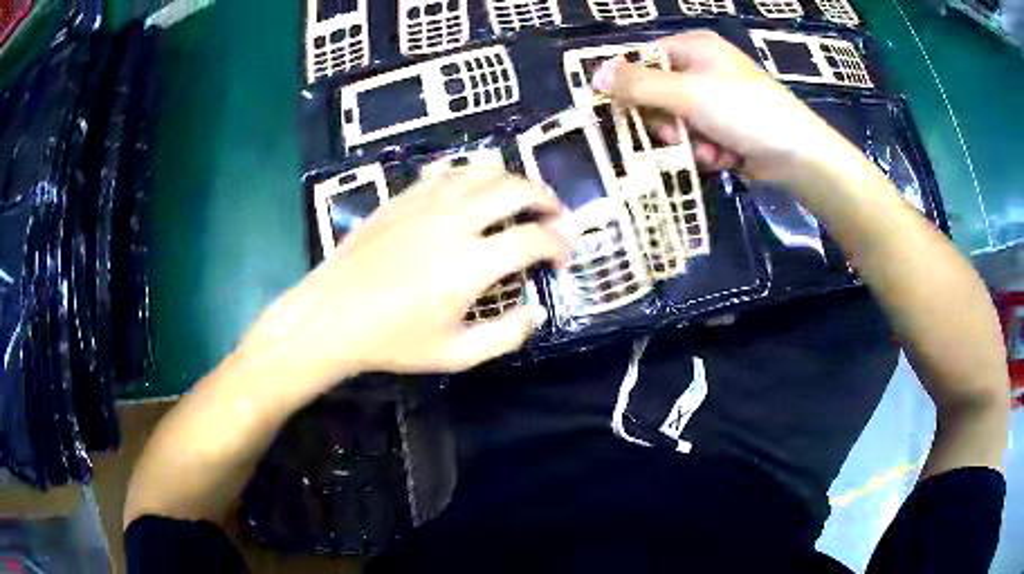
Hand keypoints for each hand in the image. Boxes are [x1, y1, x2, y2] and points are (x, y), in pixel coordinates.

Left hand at [243, 167, 569, 392]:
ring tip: (522, 196)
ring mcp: (425, 204)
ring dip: (512, 179)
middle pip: (513, 189)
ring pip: (481, 170)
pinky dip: (471, 174)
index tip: (563, 256)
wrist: (330, 317)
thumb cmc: (392, 341)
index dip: (558, 244)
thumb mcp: (455, 355)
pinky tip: (474, 188)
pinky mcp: (402, 198)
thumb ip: (505, 335)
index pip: (533, 239)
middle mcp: (452, 222)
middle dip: (545, 198)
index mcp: (469, 264)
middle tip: (555, 214)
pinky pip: (446, 172)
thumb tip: (536, 311)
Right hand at [591, 30, 849, 182]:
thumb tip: (594, 75)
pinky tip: (724, 156)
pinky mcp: (725, 127)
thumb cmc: (743, 110)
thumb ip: (638, 85)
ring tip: (710, 149)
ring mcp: (715, 100)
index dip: (632, 86)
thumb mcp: (686, 93)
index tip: (627, 111)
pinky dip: (705, 151)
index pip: (644, 61)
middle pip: (657, 95)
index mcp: (694, 48)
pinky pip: (696, 138)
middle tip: (679, 134)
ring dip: (688, 142)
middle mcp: (702, 69)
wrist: (796, 154)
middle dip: (668, 123)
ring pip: (676, 122)